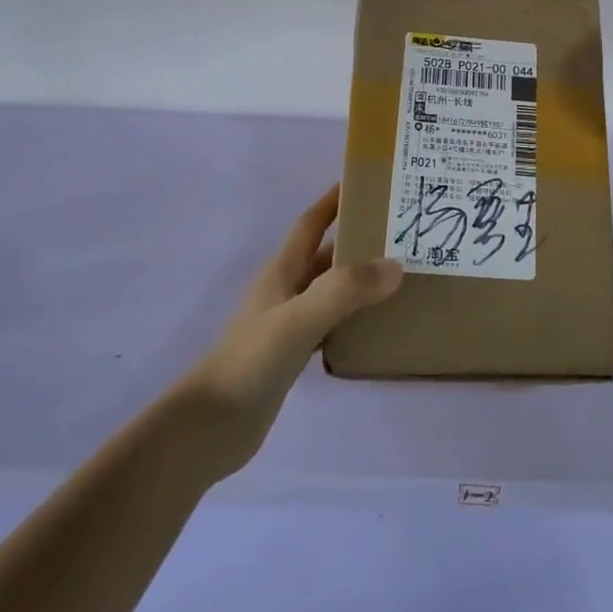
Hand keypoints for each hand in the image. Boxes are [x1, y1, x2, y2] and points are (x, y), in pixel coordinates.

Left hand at [178, 187, 401, 477]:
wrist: (211, 428)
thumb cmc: (252, 361)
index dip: (333, 201)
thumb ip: (346, 290)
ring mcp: (287, 324)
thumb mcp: (301, 318)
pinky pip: (330, 325)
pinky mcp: (291, 356)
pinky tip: (377, 327)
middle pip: (325, 256)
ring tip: (400, 277)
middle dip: (358, 241)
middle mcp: (285, 291)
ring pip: (330, 291)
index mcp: (282, 271)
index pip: (311, 224)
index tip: (365, 183)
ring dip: (359, 281)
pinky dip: (353, 319)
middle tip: (401, 235)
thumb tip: (396, 265)